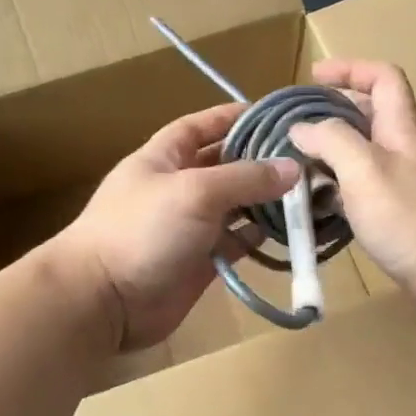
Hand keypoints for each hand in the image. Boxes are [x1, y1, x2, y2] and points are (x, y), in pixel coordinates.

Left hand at [49, 103, 299, 350]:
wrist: (104, 299)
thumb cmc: (142, 230)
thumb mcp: (195, 191)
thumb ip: (245, 178)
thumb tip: (293, 168)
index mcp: (164, 158)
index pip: (202, 126)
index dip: (234, 117)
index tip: (275, 115)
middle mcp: (178, 187)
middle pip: (225, 166)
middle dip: (261, 161)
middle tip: (307, 159)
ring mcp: (189, 226)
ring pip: (235, 206)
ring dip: (266, 201)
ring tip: (311, 194)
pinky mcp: (201, 261)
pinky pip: (236, 242)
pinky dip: (259, 237)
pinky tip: (290, 231)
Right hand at [288, 60, 415, 299]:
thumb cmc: (409, 216)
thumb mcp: (364, 169)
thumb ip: (331, 141)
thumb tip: (301, 129)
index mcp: (401, 128)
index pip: (383, 78)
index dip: (350, 69)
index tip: (314, 78)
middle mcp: (403, 149)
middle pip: (368, 115)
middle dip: (330, 115)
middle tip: (294, 127)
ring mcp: (402, 182)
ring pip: (360, 155)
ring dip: (329, 155)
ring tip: (295, 166)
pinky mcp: (397, 213)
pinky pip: (360, 188)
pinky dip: (336, 189)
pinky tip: (316, 204)